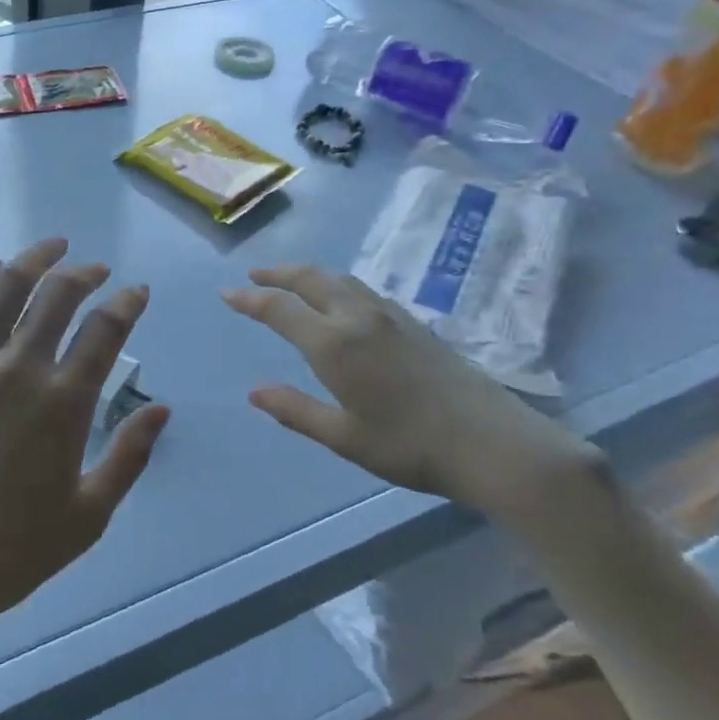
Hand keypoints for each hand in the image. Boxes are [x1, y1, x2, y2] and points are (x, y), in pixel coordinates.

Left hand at [0, 239, 168, 643]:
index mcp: (64, 402)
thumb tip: (162, 410)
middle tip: (94, 269)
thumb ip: (129, 457)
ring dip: (33, 259)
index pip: (106, 328)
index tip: (135, 291)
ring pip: (3, 286)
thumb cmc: (7, 552)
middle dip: (84, 273)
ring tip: (50, 248)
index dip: (126, 301)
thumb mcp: (87, 517)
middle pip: (57, 294)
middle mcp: (16, 367)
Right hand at [223, 265, 594, 519]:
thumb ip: (296, 410)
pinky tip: (339, 299)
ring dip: (308, 274)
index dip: (250, 299)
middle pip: (309, 279)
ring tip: (290, 280)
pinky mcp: (412, 321)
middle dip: (277, 273)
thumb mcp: (345, 438)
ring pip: (339, 278)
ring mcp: (389, 315)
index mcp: (334, 344)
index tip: (227, 293)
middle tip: (254, 275)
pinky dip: (336, 283)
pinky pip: (361, 288)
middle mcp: (358, 317)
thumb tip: (254, 391)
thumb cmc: (410, 446)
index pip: (280, 308)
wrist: (491, 442)